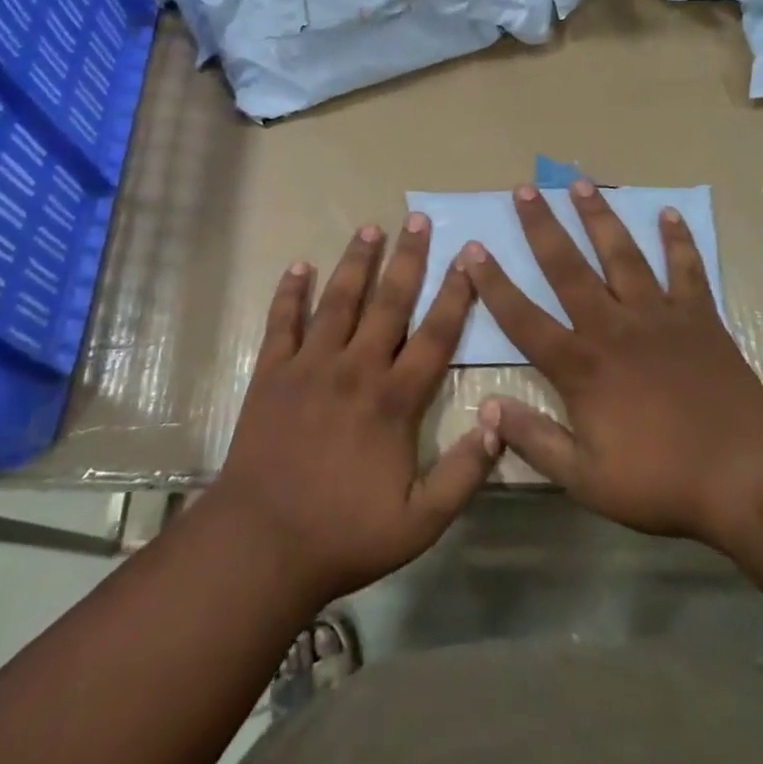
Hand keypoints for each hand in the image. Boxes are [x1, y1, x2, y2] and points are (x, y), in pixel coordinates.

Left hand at [211, 215, 497, 608]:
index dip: (455, 295)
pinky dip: (290, 292)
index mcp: (394, 400)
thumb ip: (464, 472)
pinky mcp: (272, 373)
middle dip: (407, 259)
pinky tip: (299, 265)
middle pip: (388, 303)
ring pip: (338, 301)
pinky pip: (282, 322)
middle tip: (418, 220)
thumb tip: (500, 420)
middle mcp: (355, 369)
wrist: (263, 543)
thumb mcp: (421, 521)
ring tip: (370, 228)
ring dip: (355, 263)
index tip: (468, 258)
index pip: (434, 335)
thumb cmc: (345, 534)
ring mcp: (310, 366)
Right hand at [466, 183, 762, 544]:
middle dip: (542, 227)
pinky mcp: (698, 318)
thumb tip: (487, 408)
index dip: (494, 284)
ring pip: (621, 255)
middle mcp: (612, 327)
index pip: (523, 317)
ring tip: (579, 182)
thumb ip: (535, 440)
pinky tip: (668, 213)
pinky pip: (686, 269)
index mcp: (581, 365)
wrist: (747, 476)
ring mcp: (658, 316)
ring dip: (599, 217)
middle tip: (524, 189)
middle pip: (568, 268)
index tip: (472, 249)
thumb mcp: (586, 478)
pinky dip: (677, 240)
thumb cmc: (662, 480)